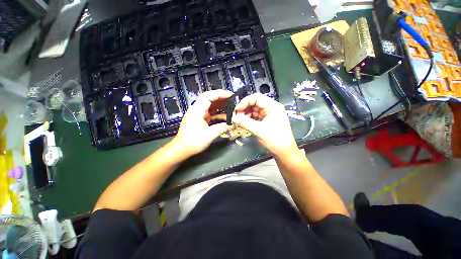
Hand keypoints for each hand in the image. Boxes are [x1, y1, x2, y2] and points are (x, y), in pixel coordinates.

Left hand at [172, 90, 232, 156]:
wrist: (182, 149)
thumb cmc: (193, 141)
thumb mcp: (209, 135)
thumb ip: (222, 128)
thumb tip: (232, 125)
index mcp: (197, 110)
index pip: (208, 96)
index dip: (220, 94)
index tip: (230, 95)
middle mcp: (197, 110)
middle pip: (210, 100)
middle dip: (222, 99)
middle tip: (233, 101)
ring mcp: (199, 115)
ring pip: (211, 107)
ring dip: (221, 107)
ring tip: (232, 109)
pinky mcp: (201, 120)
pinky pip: (211, 114)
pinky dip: (218, 115)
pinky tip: (226, 118)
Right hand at [232, 93, 297, 157]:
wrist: (284, 152)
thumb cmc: (275, 140)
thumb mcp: (259, 131)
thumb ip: (245, 123)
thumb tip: (232, 118)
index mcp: (273, 106)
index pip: (257, 98)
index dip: (245, 102)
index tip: (237, 110)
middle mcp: (271, 108)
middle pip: (254, 103)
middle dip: (244, 108)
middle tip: (236, 116)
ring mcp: (268, 114)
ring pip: (254, 110)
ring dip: (245, 114)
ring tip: (239, 121)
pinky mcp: (265, 120)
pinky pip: (255, 116)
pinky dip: (248, 119)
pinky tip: (243, 123)